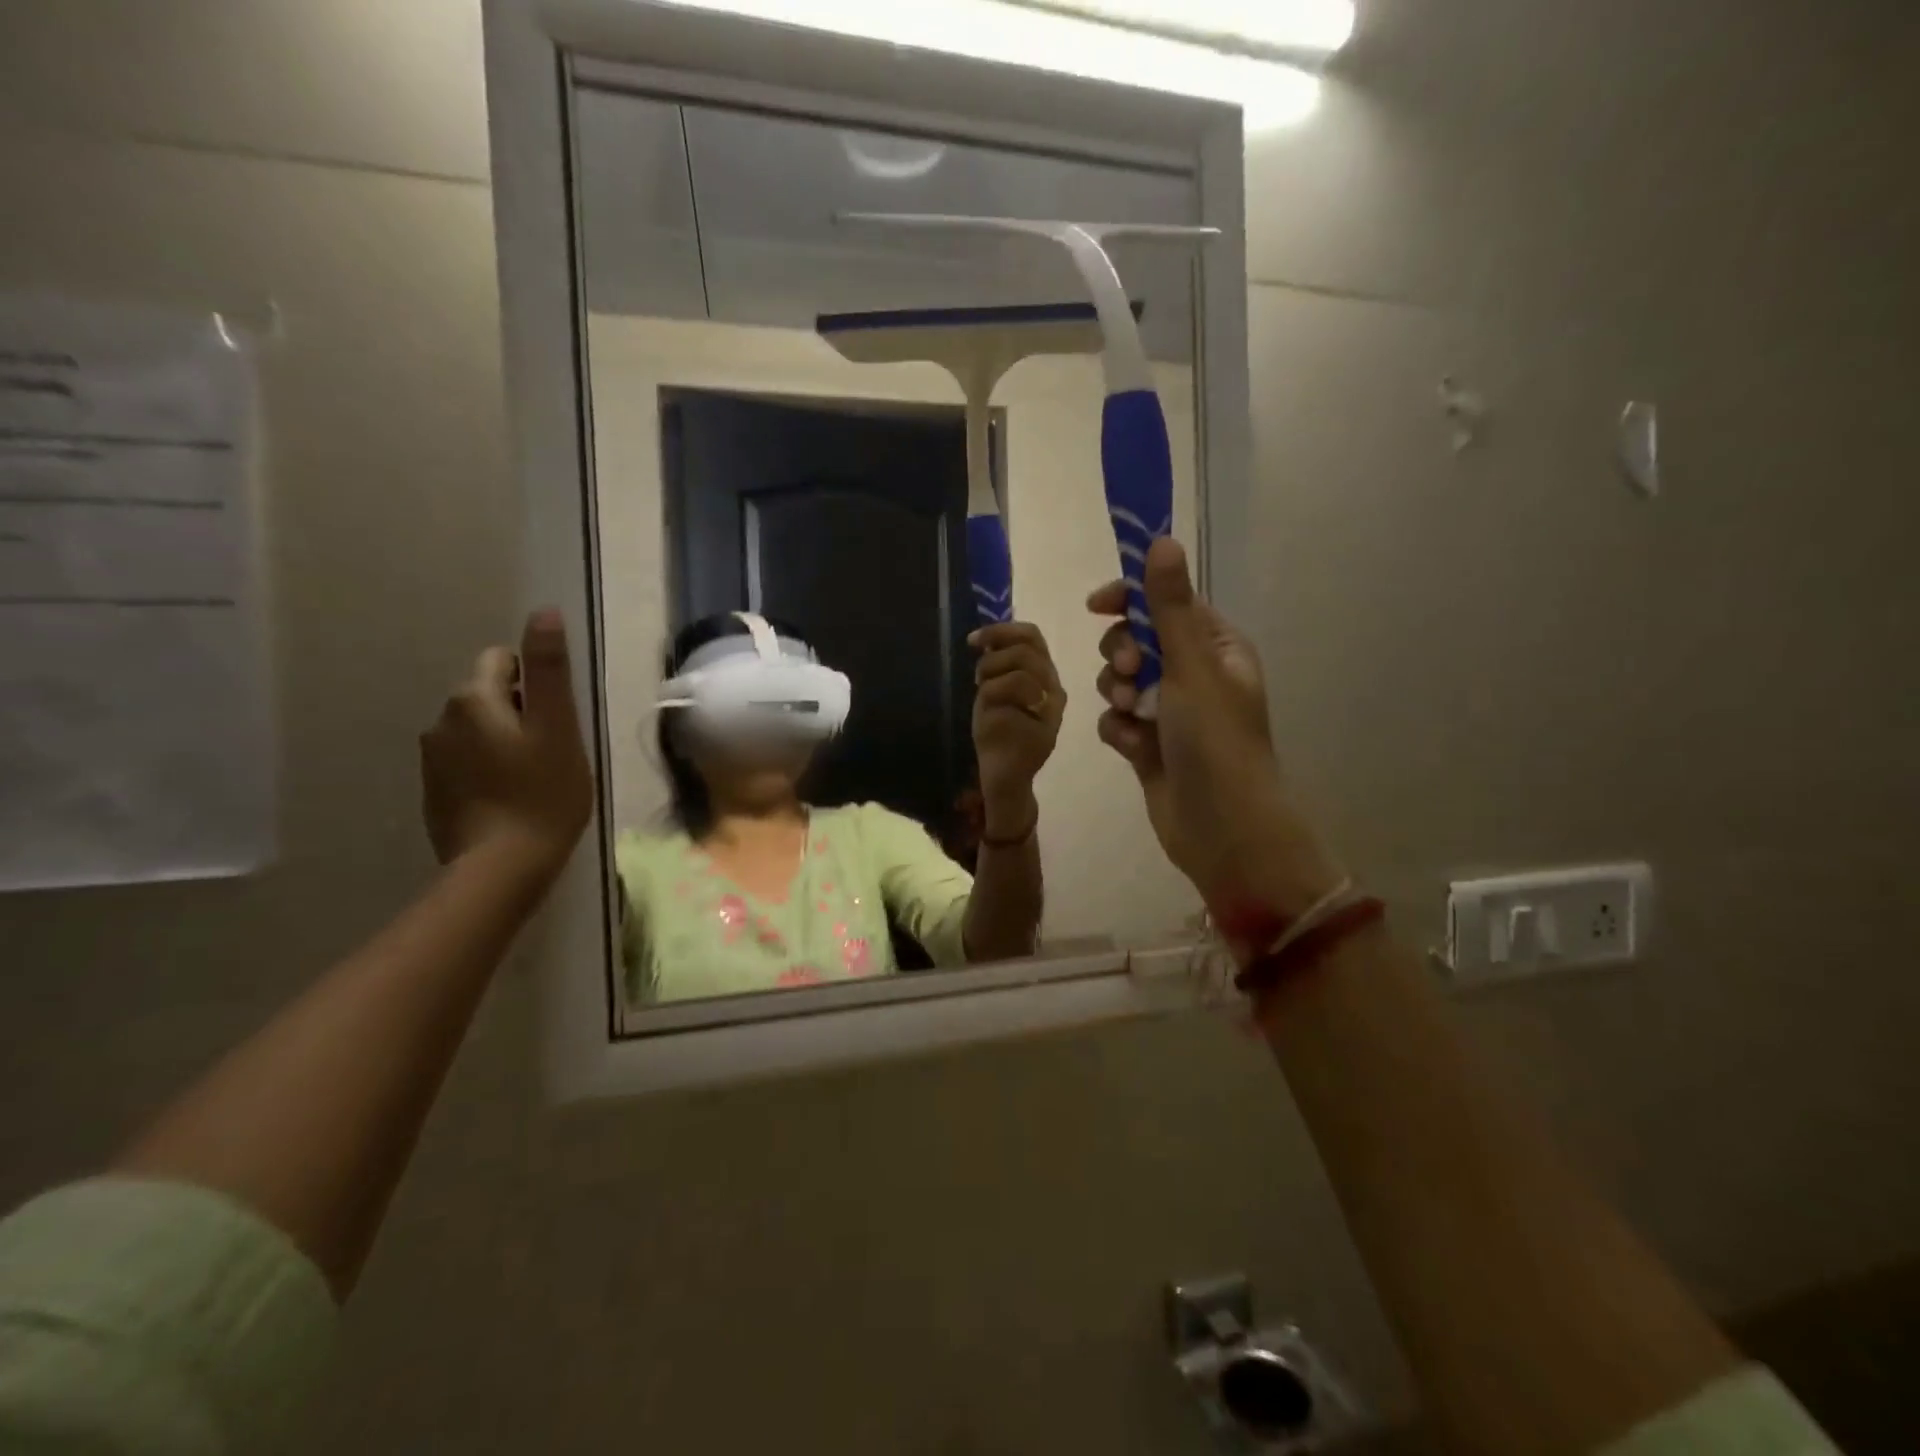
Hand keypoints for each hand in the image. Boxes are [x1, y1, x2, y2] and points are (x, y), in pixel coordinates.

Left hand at [420, 609, 593, 883]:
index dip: (535, 683)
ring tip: (534, 778)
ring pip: (477, 730)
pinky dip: (488, 769)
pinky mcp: (433, 791)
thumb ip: (548, 669)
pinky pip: (466, 762)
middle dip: (520, 712)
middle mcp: (441, 720)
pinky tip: (510, 798)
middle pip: (488, 695)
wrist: (501, 867)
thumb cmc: (543, 793)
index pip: (502, 660)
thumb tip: (543, 611)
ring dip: (504, 741)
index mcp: (473, 699)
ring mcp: (433, 759)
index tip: (557, 720)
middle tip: (553, 751)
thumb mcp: (559, 727)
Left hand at [969, 620, 1065, 830]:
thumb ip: (1001, 666)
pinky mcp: (1041, 731)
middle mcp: (1054, 692)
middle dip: (994, 657)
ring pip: (1020, 672)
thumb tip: (987, 637)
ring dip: (991, 677)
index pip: (1033, 637)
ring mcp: (1050, 713)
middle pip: (1027, 651)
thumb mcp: (997, 692)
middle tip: (979, 676)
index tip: (974, 641)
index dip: (1003, 631)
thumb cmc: (999, 735)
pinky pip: (1011, 697)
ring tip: (983, 695)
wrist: (1004, 778)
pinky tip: (987, 714)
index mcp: (1046, 678)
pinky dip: (989, 698)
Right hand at [1088, 540, 1341, 916]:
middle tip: (1128, 671)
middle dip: (1122, 654)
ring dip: (1118, 694)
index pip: (1165, 604)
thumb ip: (1170, 606)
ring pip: (1119, 682)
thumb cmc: (1215, 741)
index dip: (1129, 600)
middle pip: (1135, 640)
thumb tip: (1162, 540)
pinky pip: (1116, 721)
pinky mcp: (1149, 745)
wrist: (1222, 828)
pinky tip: (1134, 748)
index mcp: (1215, 648)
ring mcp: (1169, 712)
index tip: (1096, 605)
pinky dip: (1120, 731)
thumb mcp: (1191, 667)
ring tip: (1133, 717)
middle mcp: (1192, 675)